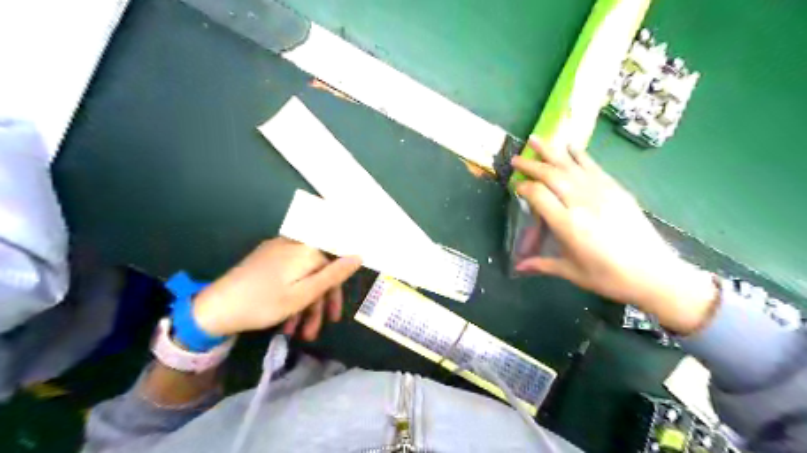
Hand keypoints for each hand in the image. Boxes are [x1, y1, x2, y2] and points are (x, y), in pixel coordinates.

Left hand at [192, 237, 359, 340]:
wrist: (213, 308)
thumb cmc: (263, 303)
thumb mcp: (304, 294)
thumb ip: (334, 275)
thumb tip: (359, 255)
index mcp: (306, 249)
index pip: (335, 265)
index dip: (336, 292)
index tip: (334, 316)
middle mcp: (294, 244)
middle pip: (317, 272)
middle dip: (318, 304)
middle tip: (315, 331)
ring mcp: (277, 251)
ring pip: (302, 277)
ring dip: (303, 306)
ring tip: (297, 334)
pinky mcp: (265, 259)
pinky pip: (288, 276)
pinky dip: (290, 296)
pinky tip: (285, 320)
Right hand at [514, 136, 713, 333]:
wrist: (653, 273)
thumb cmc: (608, 277)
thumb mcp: (571, 272)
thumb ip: (542, 264)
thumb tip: (518, 267)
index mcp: (567, 224)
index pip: (538, 195)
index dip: (524, 188)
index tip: (516, 187)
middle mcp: (582, 203)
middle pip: (551, 175)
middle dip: (531, 165)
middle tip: (516, 159)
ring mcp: (601, 192)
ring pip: (570, 165)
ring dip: (551, 150)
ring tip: (536, 138)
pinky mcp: (616, 189)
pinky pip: (593, 167)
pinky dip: (579, 155)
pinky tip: (570, 146)